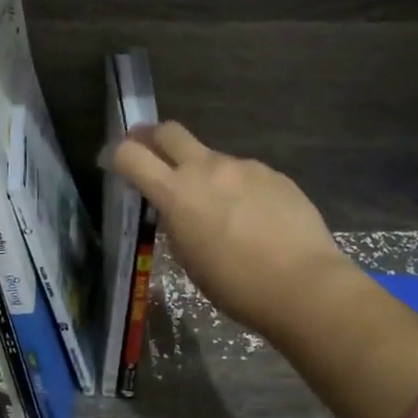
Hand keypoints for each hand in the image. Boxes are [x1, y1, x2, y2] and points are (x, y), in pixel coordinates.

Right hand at [110, 122, 356, 343]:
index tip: (113, 163)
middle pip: (169, 131)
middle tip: (150, 152)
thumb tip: (177, 209)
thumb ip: (176, 223)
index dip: (116, 155)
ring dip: (203, 172)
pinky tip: (253, 217)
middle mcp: (207, 168)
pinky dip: (237, 187)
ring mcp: (244, 167)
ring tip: (219, 208)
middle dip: (152, 137)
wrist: (304, 284)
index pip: (131, 155)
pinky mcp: (273, 173)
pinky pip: (244, 173)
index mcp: (177, 193)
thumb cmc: (237, 286)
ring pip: (211, 157)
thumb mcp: (189, 260)